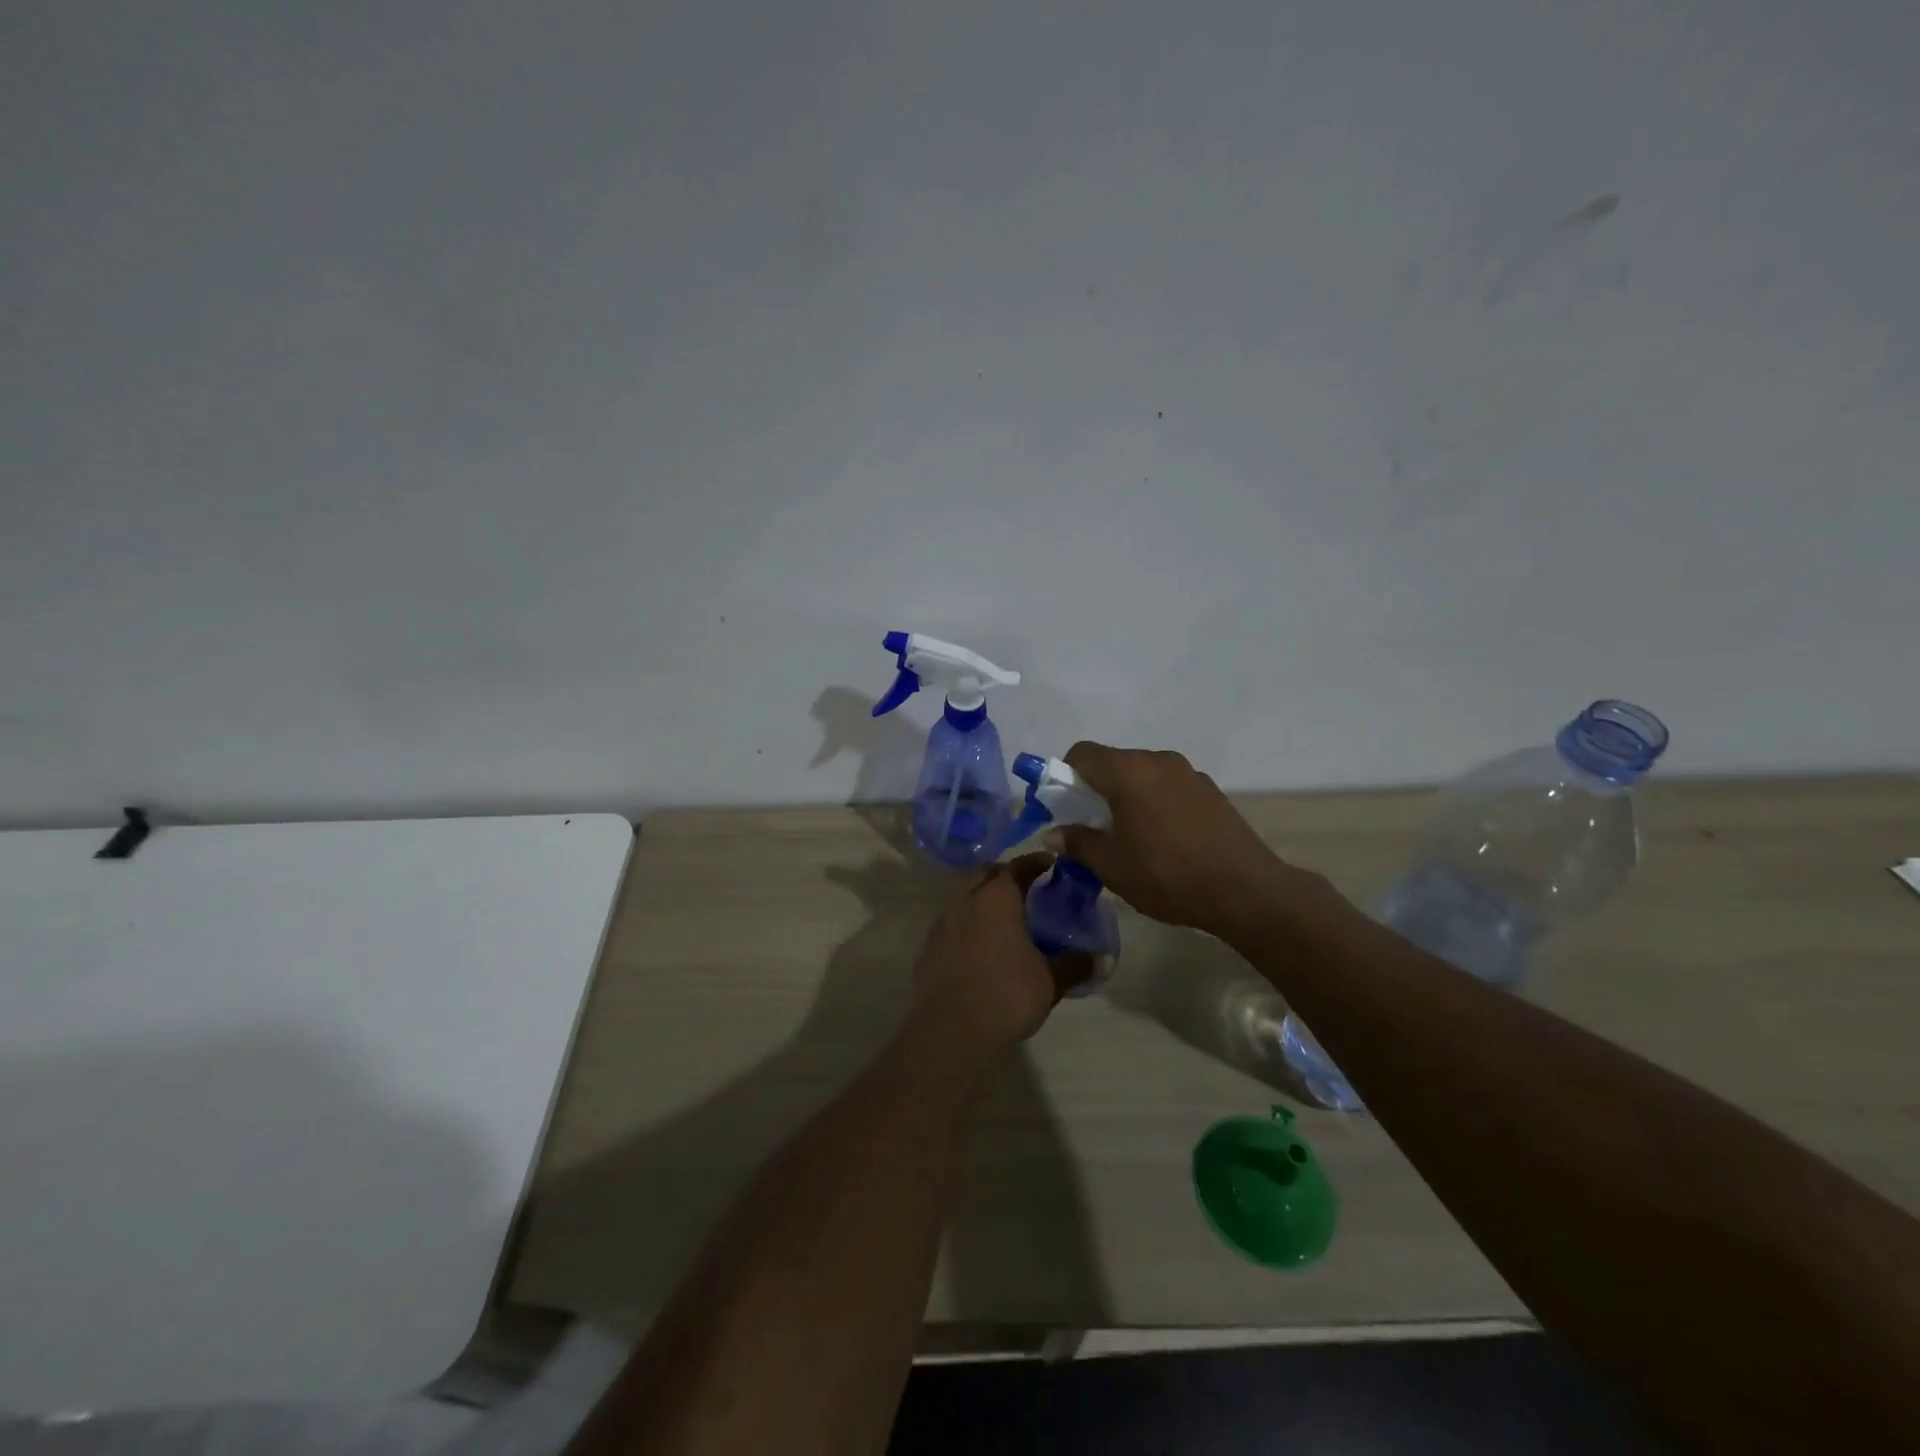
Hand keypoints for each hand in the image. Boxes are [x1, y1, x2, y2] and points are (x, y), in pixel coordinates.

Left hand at [912, 853, 1088, 1050]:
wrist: (949, 1029)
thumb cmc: (1006, 994)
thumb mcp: (1050, 982)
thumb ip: (1075, 966)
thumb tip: (1102, 959)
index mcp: (997, 899)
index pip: (1018, 866)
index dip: (1035, 862)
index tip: (1050, 864)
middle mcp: (966, 901)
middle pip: (987, 876)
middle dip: (1007, 877)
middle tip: (1029, 890)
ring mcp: (942, 924)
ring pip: (967, 900)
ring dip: (985, 903)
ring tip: (1007, 921)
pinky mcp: (929, 948)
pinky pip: (953, 926)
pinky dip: (969, 928)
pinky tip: (982, 949)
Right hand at [1052, 742, 1307, 941]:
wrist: (1244, 890)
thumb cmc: (1167, 874)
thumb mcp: (1112, 866)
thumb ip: (1078, 843)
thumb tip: (1054, 834)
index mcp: (1129, 772)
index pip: (1083, 753)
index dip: (1065, 774)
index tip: (1065, 806)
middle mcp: (1158, 761)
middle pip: (1114, 762)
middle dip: (1096, 788)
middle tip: (1093, 827)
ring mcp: (1189, 773)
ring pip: (1143, 774)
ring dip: (1128, 796)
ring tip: (1131, 836)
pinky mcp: (1211, 790)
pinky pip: (1169, 786)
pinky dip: (1155, 802)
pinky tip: (1164, 839)